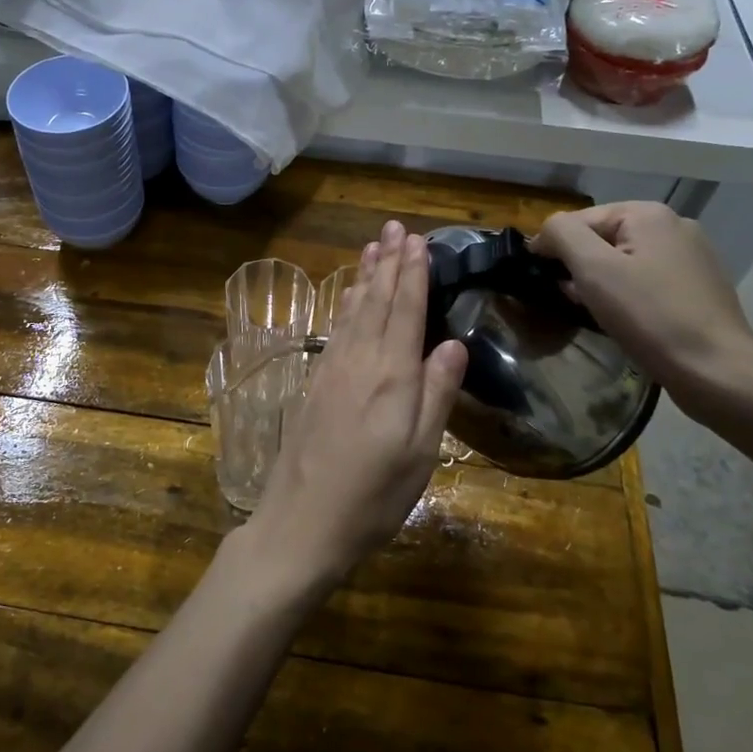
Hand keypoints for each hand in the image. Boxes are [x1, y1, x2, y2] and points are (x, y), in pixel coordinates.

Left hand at [243, 221, 468, 592]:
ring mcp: (331, 371)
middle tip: (395, 227)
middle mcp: (359, 363)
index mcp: (391, 378)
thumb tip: (452, 344)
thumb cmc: (371, 498)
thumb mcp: (419, 456)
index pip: (406, 312)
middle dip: (389, 263)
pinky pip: (336, 329)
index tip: (417, 241)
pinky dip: (346, 305)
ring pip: (353, 311)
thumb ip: (436, 395)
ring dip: (365, 277)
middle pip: (378, 303)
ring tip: (373, 246)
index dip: (413, 275)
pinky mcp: (314, 384)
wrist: (300, 524)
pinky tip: (350, 297)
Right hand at [531, 203, 752, 415]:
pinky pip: (647, 280)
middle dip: (580, 267)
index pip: (578, 220)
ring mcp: (692, 256)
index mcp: (648, 214)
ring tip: (596, 312)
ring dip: (602, 283)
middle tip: (571, 300)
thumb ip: (562, 234)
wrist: (716, 371)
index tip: (541, 280)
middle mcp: (674, 225)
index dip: (553, 247)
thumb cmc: (649, 316)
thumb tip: (545, 232)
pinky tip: (626, 319)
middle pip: (603, 238)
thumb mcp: (593, 269)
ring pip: (625, 260)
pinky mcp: (699, 286)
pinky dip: (628, 294)